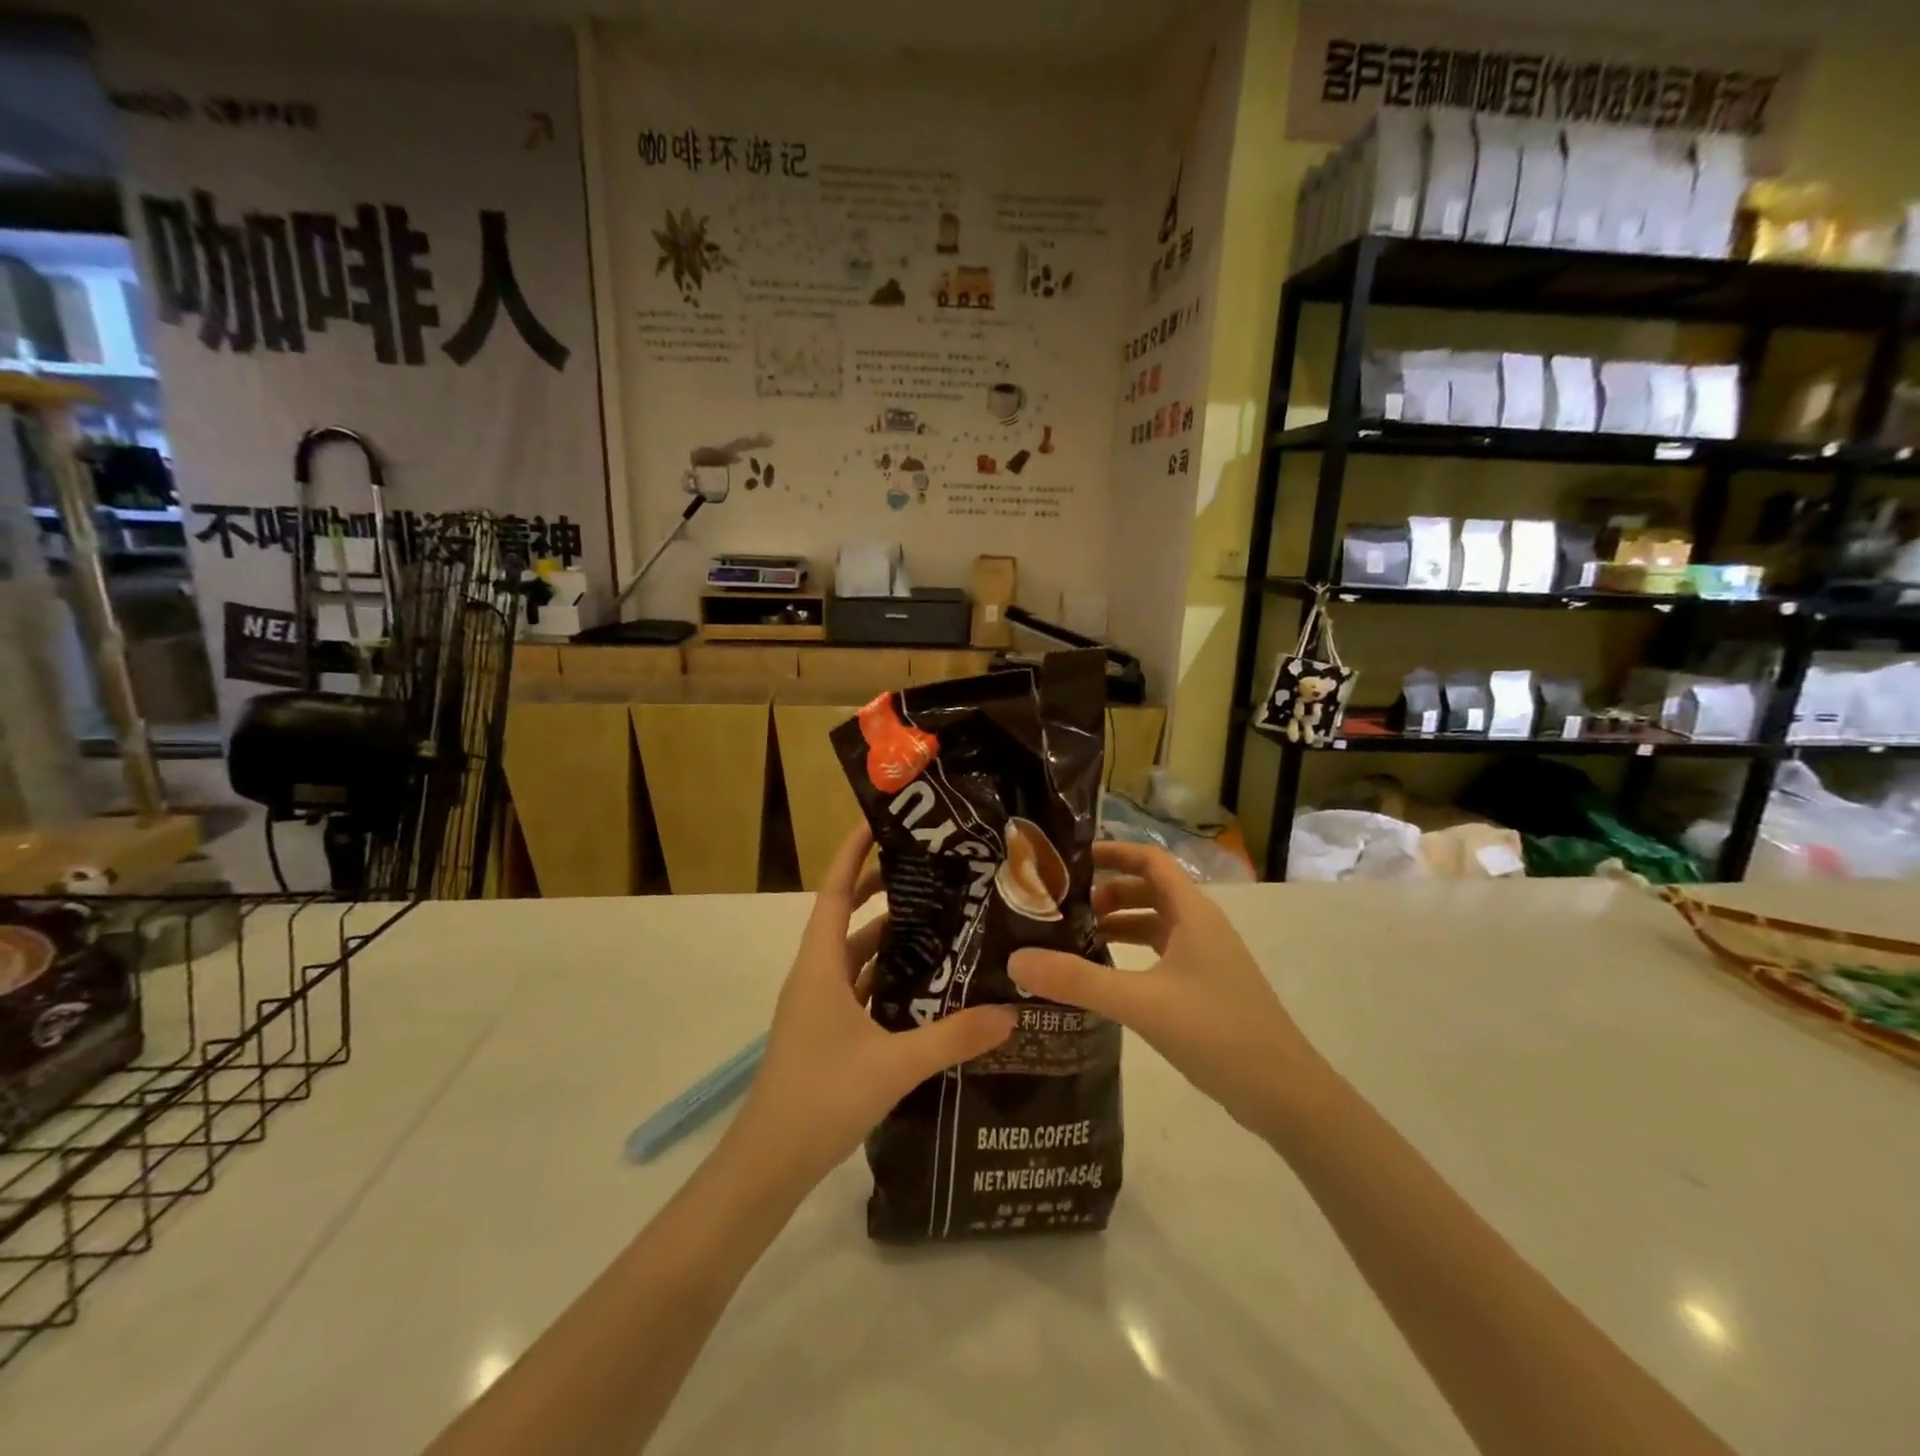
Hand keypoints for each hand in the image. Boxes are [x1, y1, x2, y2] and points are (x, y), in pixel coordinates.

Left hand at [727, 826, 1017, 1191]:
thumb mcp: (894, 1065)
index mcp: (820, 965)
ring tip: (940, 921)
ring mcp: (818, 1006)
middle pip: (847, 916)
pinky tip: (924, 985)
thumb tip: (1011, 1012)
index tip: (880, 821)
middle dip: (882, 890)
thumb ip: (953, 1037)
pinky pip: (859, 988)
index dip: (853, 852)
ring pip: (855, 955)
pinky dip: (887, 977)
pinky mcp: (825, 1033)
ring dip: (889, 937)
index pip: (835, 891)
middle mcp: (815, 975)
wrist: (766, 1166)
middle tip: (933, 872)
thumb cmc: (819, 1098)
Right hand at [1009, 841, 1319, 1136]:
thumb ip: (1079, 980)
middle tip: (1062, 906)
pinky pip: (1161, 953)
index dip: (1113, 852)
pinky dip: (1132, 952)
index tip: (1069, 861)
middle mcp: (1201, 926)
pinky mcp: (1205, 987)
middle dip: (1107, 892)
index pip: (1150, 860)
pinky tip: (1106, 974)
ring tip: (1074, 937)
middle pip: (1149, 890)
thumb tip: (1017, 959)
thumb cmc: (1217, 1032)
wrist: (1284, 1093)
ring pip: (1155, 923)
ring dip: (1118, 922)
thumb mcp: (1141, 1002)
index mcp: (1192, 913)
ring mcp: (1206, 957)